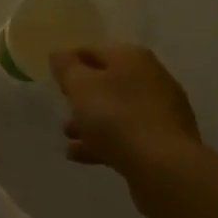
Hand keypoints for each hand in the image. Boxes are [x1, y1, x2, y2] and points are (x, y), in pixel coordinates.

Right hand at [50, 44, 201, 173]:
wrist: (164, 167)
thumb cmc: (115, 117)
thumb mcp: (80, 86)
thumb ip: (66, 67)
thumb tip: (60, 55)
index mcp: (131, 58)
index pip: (91, 50)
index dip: (68, 63)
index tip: (53, 81)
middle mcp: (151, 77)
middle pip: (106, 81)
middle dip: (81, 96)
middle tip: (63, 109)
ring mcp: (161, 110)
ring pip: (116, 110)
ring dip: (90, 121)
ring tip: (68, 137)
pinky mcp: (165, 140)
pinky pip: (128, 134)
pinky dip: (105, 141)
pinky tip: (82, 155)